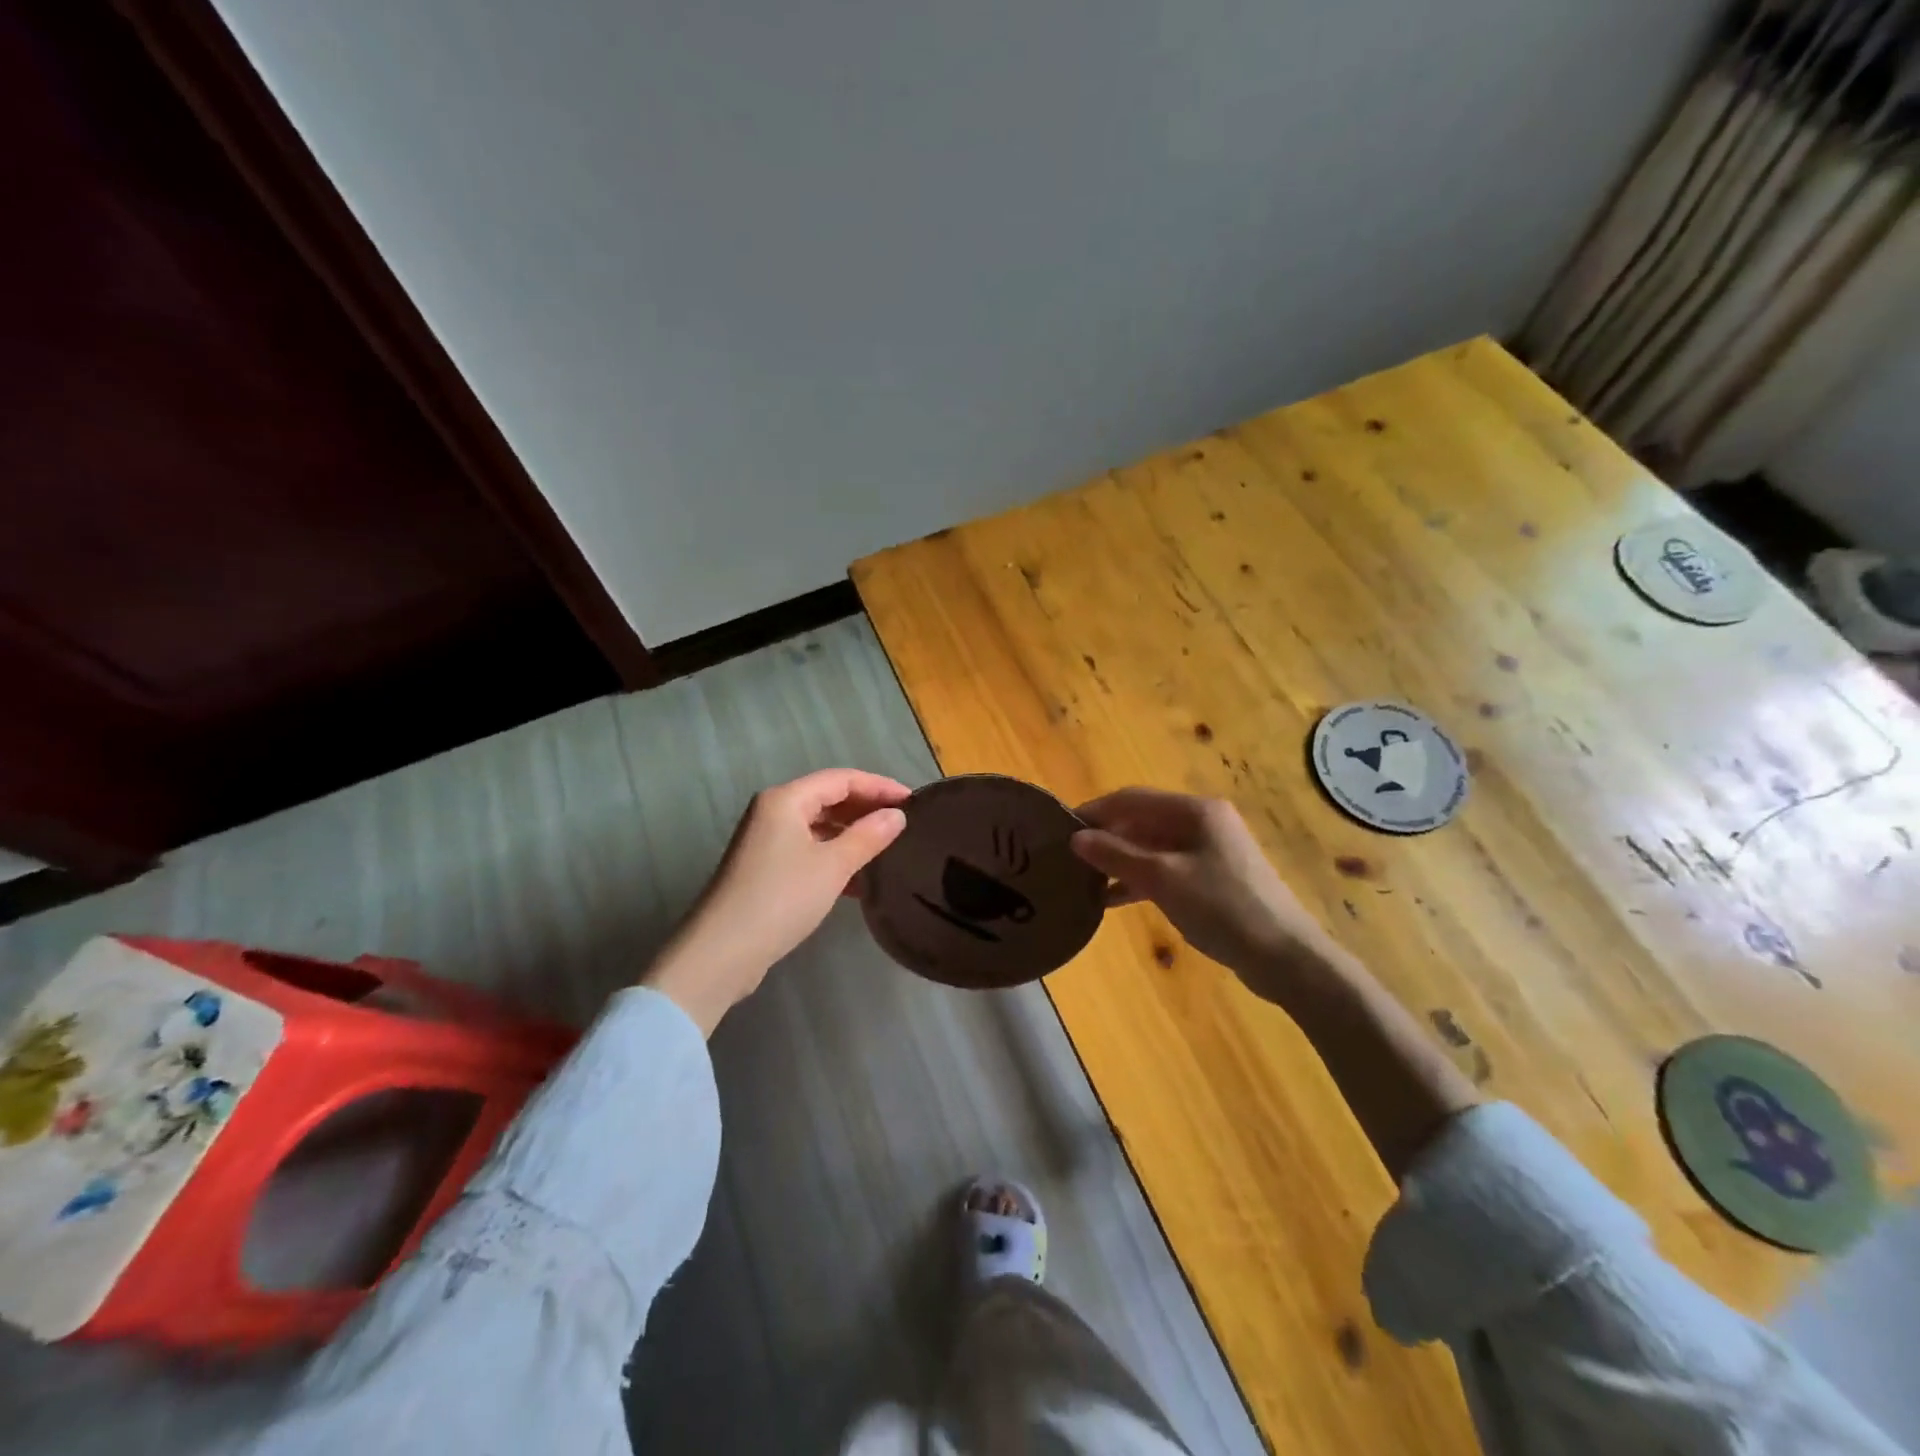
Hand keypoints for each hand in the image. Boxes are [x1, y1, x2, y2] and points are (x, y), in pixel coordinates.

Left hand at [642, 769, 910, 1033]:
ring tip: (887, 850)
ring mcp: (766, 841)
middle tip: (904, 825)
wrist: (721, 952)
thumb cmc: (781, 899)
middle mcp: (773, 812)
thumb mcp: (833, 866)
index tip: (914, 801)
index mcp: (785, 799)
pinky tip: (859, 880)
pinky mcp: (765, 869)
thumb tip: (897, 815)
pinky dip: (834, 857)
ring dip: (852, 835)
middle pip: (828, 799)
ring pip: (819, 827)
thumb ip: (868, 836)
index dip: (879, 786)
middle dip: (866, 809)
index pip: (841, 779)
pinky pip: (808, 850)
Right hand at [1070, 789, 1337, 995]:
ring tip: (1083, 880)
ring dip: (1119, 861)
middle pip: (1142, 821)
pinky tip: (1112, 899)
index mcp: (1195, 811)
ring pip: (1152, 847)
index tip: (1061, 828)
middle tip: (1069, 857)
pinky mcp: (1212, 879)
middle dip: (1106, 837)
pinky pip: (1165, 869)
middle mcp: (1202, 822)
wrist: (1285, 957)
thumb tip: (1076, 838)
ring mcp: (1209, 851)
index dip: (1095, 810)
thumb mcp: (1163, 879)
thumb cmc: (1223, 907)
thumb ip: (1117, 855)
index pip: (1132, 799)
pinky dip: (1139, 880)